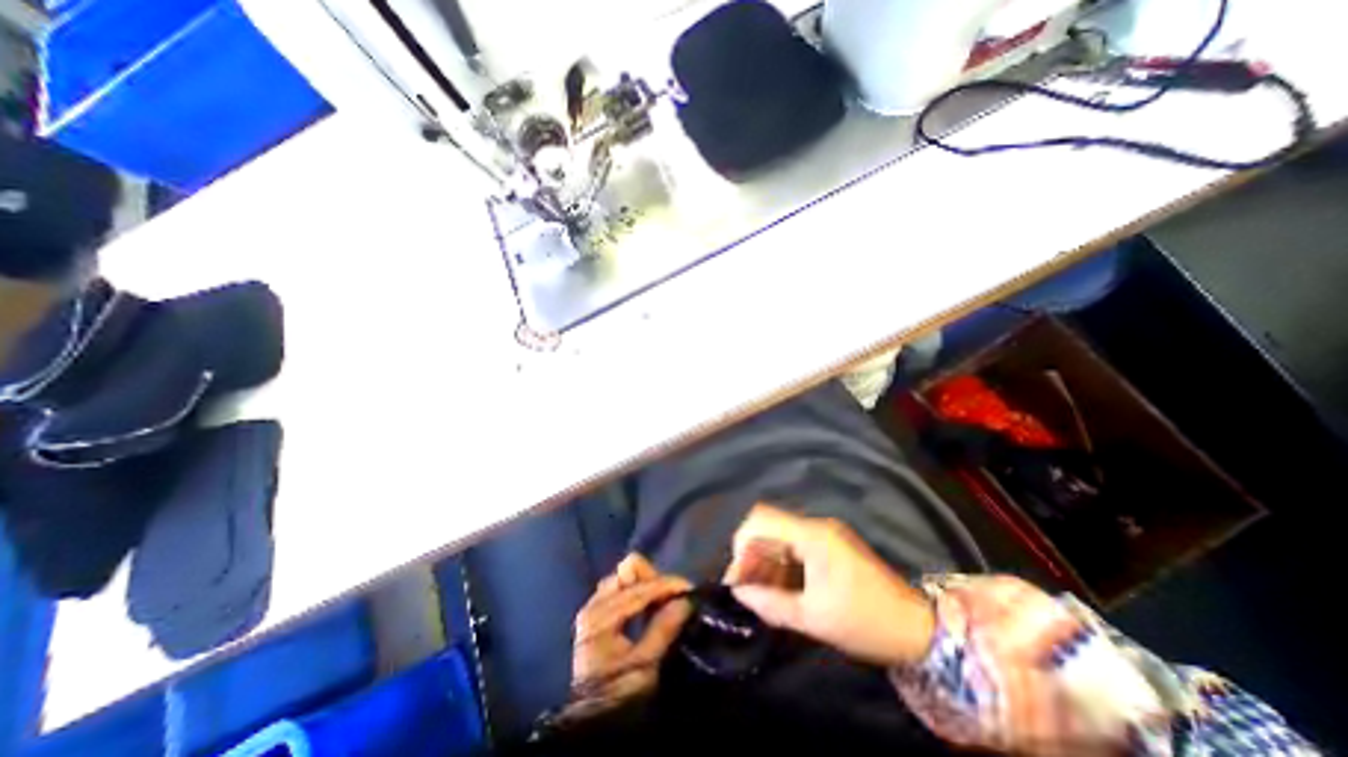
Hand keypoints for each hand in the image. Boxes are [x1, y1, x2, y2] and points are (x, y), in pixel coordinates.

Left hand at [565, 551, 693, 714]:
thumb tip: (685, 602)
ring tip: (664, 600)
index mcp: (601, 615)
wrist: (595, 720)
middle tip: (674, 596)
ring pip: (624, 577)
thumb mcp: (644, 666)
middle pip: (628, 571)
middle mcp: (594, 603)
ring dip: (646, 584)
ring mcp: (593, 606)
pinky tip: (650, 605)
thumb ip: (663, 629)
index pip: (640, 588)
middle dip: (654, 580)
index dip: (667, 585)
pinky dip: (637, 591)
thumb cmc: (619, 693)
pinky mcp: (596, 612)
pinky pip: (620, 588)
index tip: (690, 588)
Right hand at [726, 507, 938, 663]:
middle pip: (768, 527)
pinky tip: (780, 589)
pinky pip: (794, 547)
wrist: (918, 628)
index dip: (742, 545)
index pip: (761, 520)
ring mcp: (824, 534)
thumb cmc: (866, 622)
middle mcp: (815, 526)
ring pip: (779, 537)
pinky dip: (781, 564)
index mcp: (812, 535)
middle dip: (751, 555)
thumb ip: (771, 603)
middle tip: (746, 589)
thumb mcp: (814, 618)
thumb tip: (738, 593)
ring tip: (761, 594)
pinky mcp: (830, 546)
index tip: (738, 579)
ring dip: (765, 561)